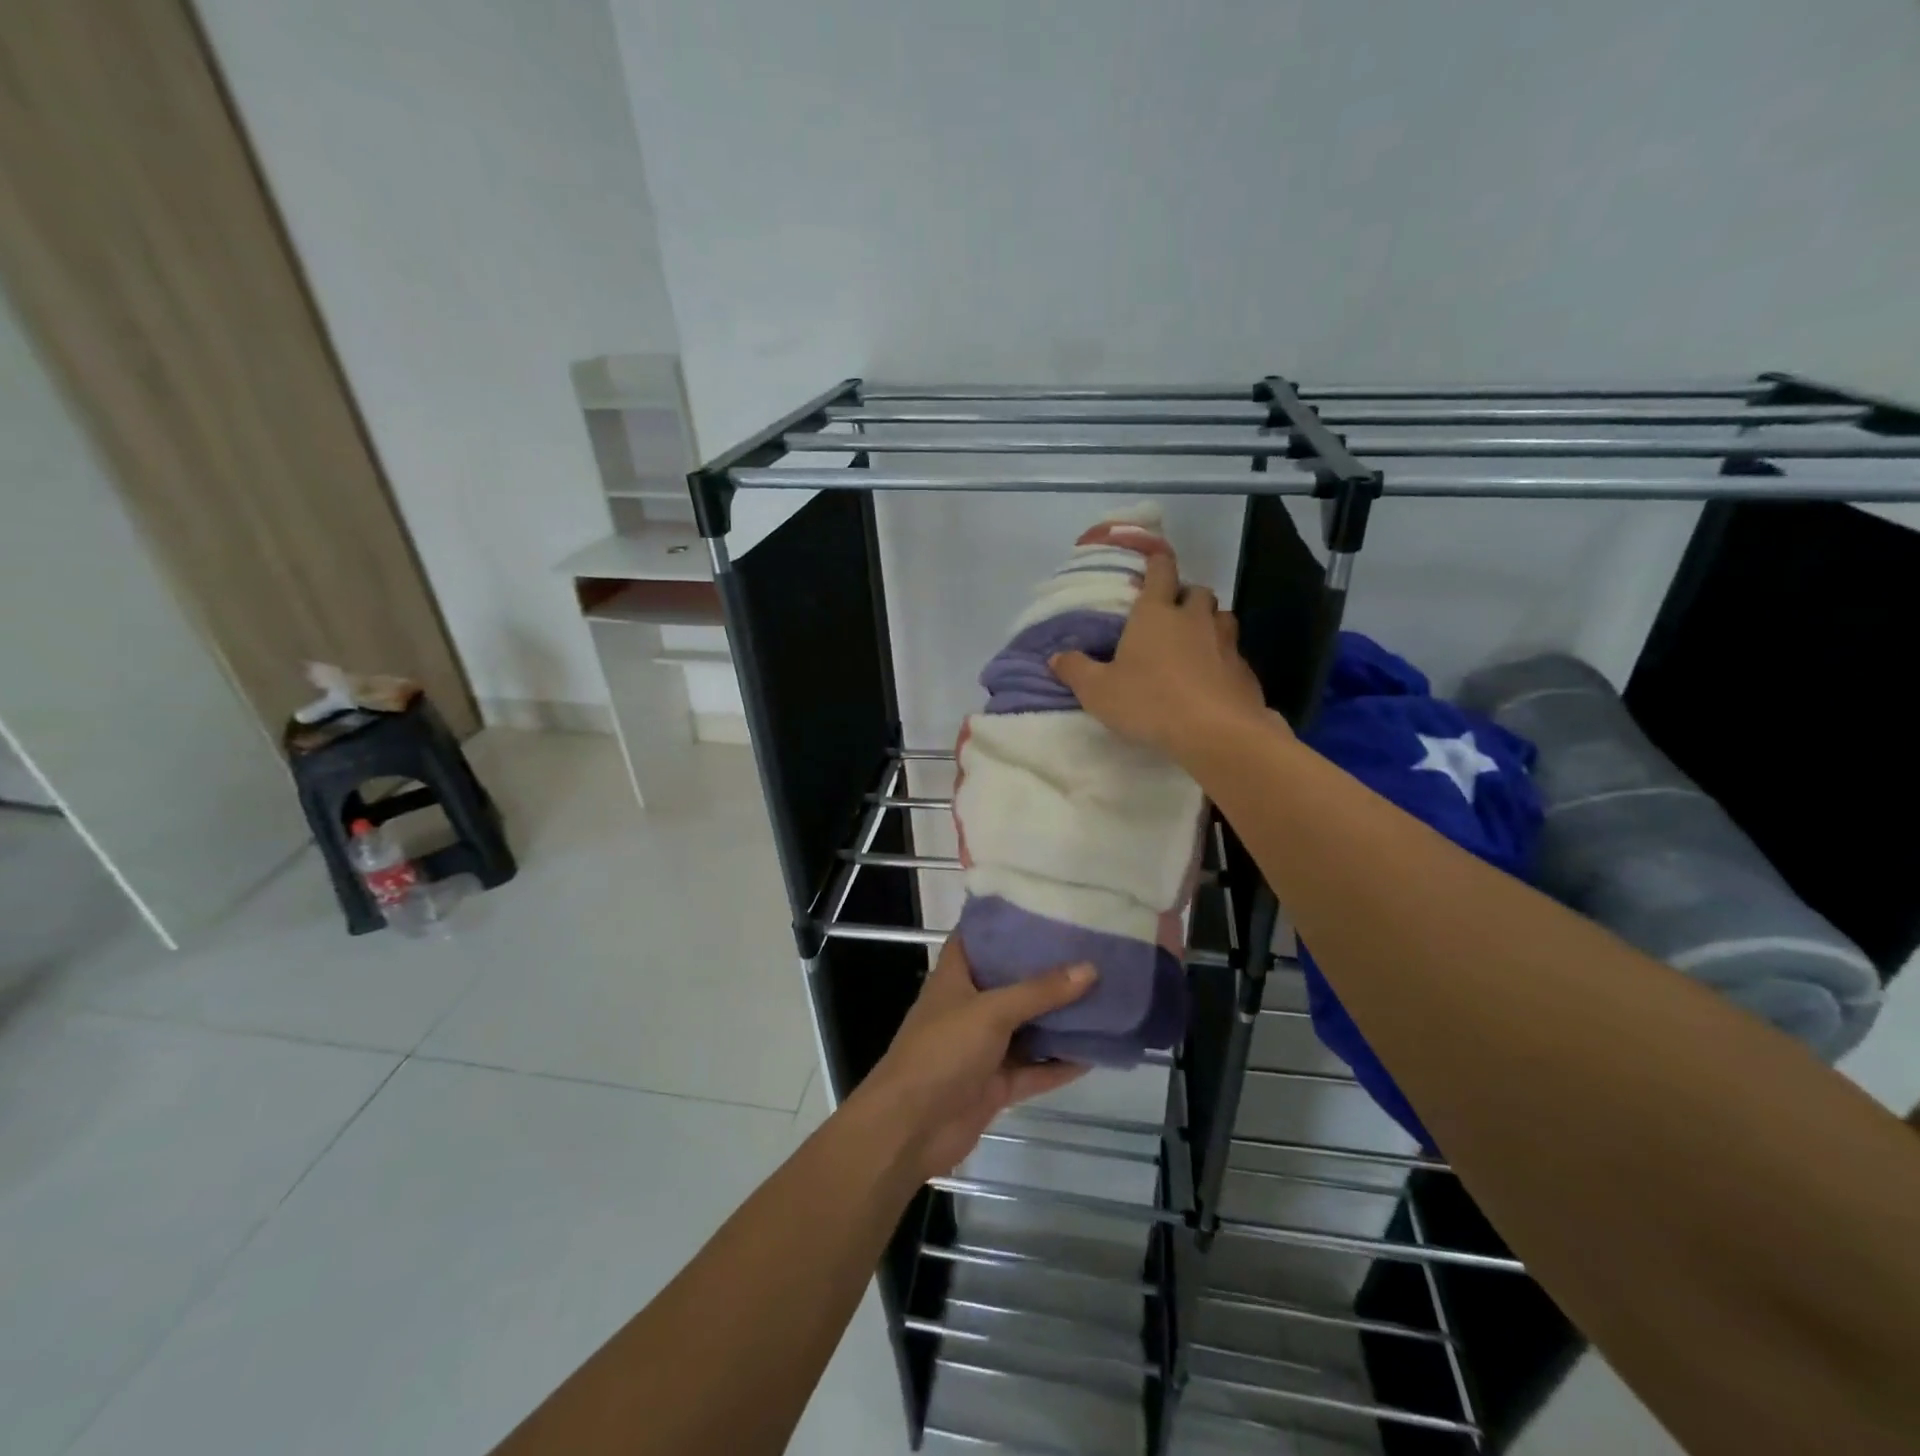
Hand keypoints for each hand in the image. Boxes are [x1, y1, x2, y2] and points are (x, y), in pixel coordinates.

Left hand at [857, 937, 1094, 1181]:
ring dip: (1059, 1017)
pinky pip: (1034, 1068)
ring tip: (1104, 995)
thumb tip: (1090, 968)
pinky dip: (1060, 1063)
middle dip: (1046, 970)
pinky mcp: (995, 1083)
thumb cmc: (942, 1051)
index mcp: (955, 976)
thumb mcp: (991, 1011)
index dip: (1006, 921)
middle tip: (1090, 949)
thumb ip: (1039, 991)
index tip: (1046, 908)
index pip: (979, 937)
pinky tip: (1097, 1052)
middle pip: (1011, 981)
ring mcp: (983, 1047)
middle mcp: (969, 1006)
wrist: (910, 1127)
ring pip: (1027, 1026)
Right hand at [1050, 553, 1277, 763]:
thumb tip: (1056, 657)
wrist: (1216, 732)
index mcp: (1156, 613)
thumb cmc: (1150, 702)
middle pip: (1196, 591)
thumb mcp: (1098, 691)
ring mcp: (1225, 642)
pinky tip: (1209, 679)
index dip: (1156, 561)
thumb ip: (1076, 670)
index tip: (1151, 561)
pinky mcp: (1244, 670)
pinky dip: (1222, 658)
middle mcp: (1194, 618)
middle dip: (1184, 596)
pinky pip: (1233, 653)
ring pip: (1221, 617)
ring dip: (1207, 623)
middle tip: (1169, 615)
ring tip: (1192, 644)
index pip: (1160, 569)